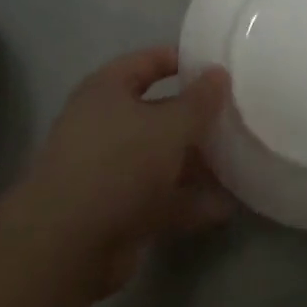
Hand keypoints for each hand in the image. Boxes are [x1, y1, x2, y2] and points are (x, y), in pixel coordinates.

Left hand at [20, 48, 232, 294]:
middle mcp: (105, 125)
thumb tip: (219, 73)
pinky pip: (160, 199)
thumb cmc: (118, 163)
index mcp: (107, 90)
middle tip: (235, 117)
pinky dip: (188, 203)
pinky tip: (225, 208)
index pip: (147, 62)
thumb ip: (199, 101)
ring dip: (195, 164)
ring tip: (239, 162)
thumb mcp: (169, 125)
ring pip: (160, 159)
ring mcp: (109, 171)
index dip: (180, 60)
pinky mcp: (117, 213)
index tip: (216, 66)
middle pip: (157, 113)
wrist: (67, 246)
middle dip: (195, 119)